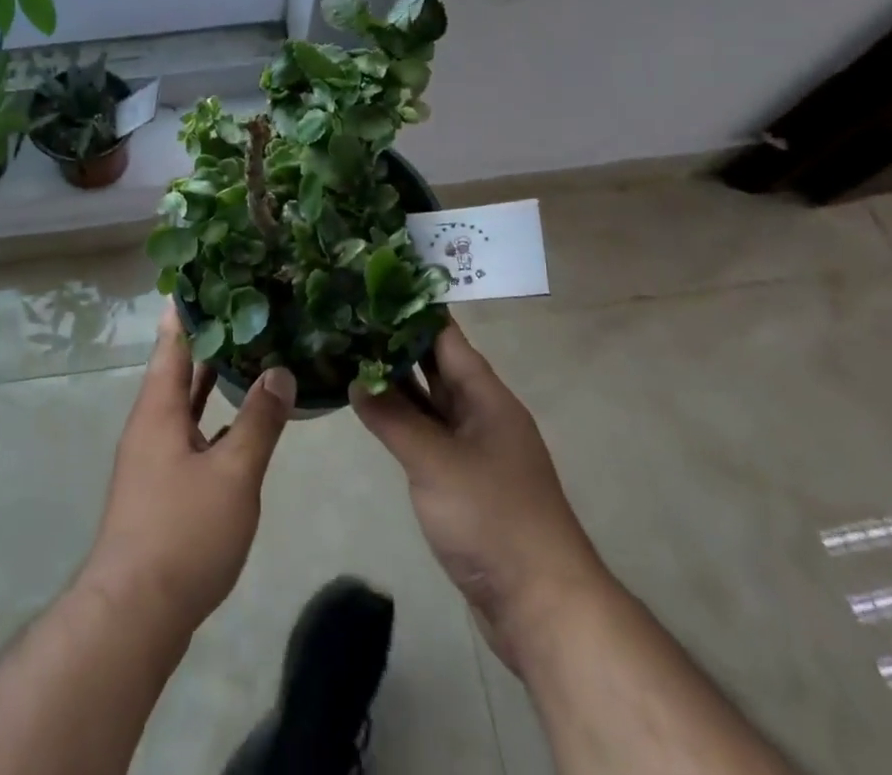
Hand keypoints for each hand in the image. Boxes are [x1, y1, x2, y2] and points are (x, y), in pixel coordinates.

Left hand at [80, 303, 295, 635]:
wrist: (135, 614)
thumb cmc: (182, 532)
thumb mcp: (233, 474)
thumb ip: (259, 422)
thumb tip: (280, 371)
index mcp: (158, 409)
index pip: (172, 342)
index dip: (187, 309)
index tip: (204, 274)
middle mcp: (151, 424)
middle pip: (178, 368)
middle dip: (206, 338)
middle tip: (240, 305)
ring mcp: (154, 456)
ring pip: (185, 401)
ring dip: (211, 377)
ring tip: (247, 350)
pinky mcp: (162, 485)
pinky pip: (190, 431)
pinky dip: (213, 415)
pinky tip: (240, 419)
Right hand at [352, 319, 603, 674]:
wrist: (541, 605)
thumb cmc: (492, 518)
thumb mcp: (435, 462)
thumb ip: (393, 418)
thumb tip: (356, 379)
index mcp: (486, 396)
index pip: (445, 337)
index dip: (412, 310)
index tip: (374, 286)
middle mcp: (481, 414)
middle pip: (436, 366)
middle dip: (396, 343)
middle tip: (350, 317)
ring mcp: (473, 449)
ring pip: (429, 402)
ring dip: (395, 382)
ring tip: (351, 353)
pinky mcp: (463, 482)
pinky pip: (427, 435)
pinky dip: (401, 420)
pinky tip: (371, 410)